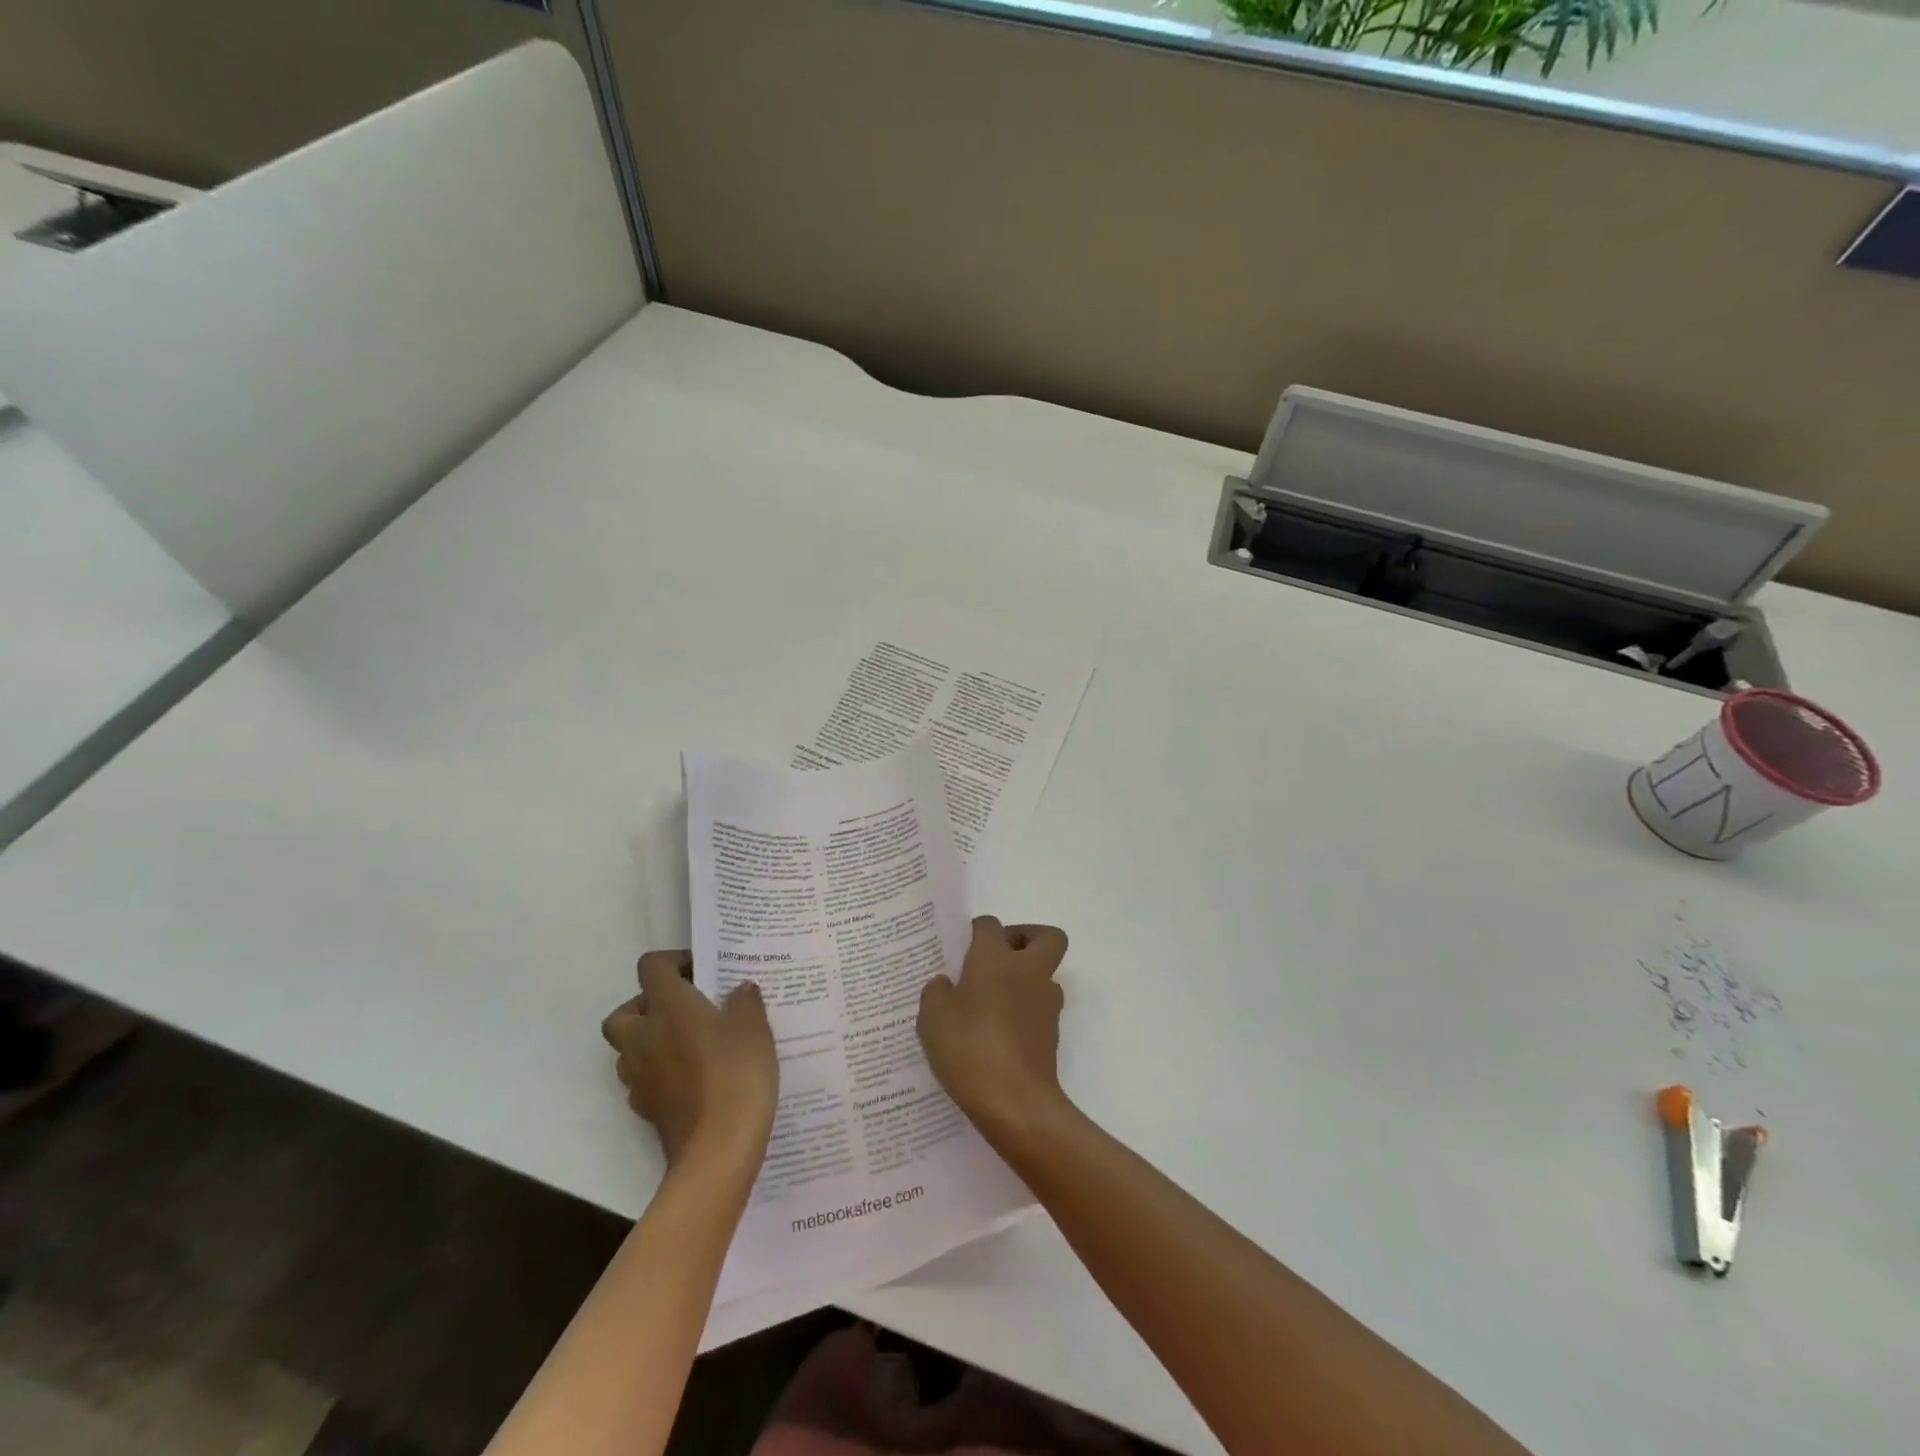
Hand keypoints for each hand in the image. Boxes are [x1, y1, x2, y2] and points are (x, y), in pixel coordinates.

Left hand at [602, 951, 777, 1174]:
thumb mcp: (754, 1026)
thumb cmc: (736, 1072)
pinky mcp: (645, 1108)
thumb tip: (739, 990)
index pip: (652, 966)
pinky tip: (691, 1078)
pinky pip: (642, 1079)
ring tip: (690, 1043)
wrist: (719, 1148)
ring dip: (650, 1040)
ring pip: (628, 1048)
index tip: (703, 972)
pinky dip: (658, 1072)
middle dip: (648, 1006)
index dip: (674, 961)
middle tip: (686, 1009)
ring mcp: (638, 1076)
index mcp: (668, 1006)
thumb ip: (745, 1000)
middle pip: (624, 1012)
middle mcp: (643, 1036)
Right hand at [918, 916, 1070, 1135]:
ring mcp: (1046, 1003)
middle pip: (1047, 937)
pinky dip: (1025, 1012)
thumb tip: (947, 984)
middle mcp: (1028, 971)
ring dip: (1027, 979)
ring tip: (992, 1002)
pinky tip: (997, 1034)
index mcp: (995, 958)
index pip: (991, 925)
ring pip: (1046, 974)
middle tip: (998, 958)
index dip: (977, 931)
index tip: (962, 948)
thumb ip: (936, 993)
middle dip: (1027, 938)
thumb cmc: (969, 1048)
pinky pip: (1040, 1009)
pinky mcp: (1052, 1033)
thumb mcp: (933, 1018)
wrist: (1016, 1102)